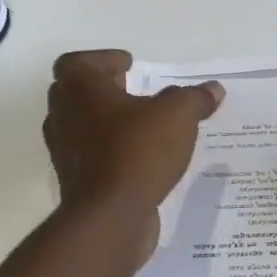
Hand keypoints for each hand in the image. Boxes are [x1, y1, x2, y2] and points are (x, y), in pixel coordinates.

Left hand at [43, 50, 223, 258]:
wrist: (110, 216)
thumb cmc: (137, 151)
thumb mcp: (178, 115)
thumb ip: (195, 98)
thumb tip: (213, 89)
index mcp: (79, 90)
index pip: (76, 63)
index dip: (102, 60)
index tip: (128, 65)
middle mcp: (63, 116)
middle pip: (75, 93)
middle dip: (103, 89)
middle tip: (133, 89)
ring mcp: (65, 152)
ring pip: (81, 126)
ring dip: (106, 121)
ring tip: (141, 124)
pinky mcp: (75, 181)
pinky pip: (91, 156)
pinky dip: (110, 151)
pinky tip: (140, 157)